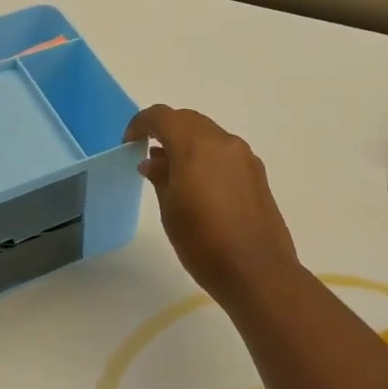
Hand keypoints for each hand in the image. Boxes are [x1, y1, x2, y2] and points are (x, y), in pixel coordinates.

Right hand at [123, 105, 298, 301]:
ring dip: (187, 142)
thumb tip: (153, 161)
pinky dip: (206, 155)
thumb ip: (161, 177)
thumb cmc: (204, 244)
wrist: (257, 272)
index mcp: (195, 147)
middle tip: (148, 153)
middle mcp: (222, 142)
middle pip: (188, 120)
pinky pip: (225, 151)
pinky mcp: (257, 172)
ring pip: (208, 133)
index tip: (129, 142)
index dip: (141, 123)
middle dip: (165, 129)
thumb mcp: (171, 211)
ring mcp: (244, 156)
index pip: (162, 116)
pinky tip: (199, 184)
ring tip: (172, 171)